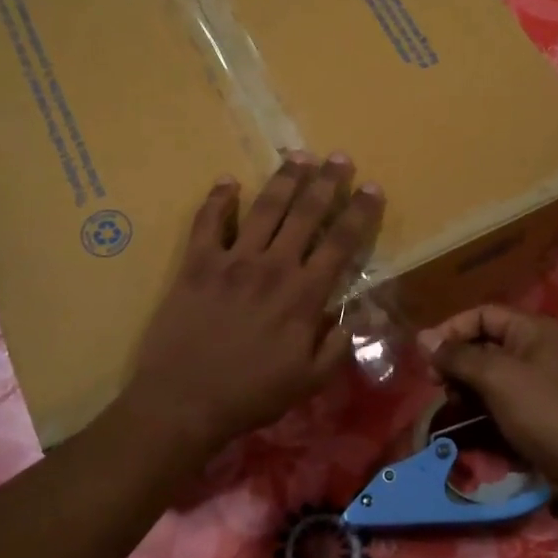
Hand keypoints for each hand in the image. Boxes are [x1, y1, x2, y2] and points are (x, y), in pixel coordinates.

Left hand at [126, 152, 384, 457]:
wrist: (184, 401)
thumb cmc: (251, 394)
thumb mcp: (309, 381)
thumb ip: (337, 347)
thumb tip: (352, 318)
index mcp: (304, 295)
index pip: (341, 243)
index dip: (359, 213)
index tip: (372, 187)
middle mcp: (273, 267)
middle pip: (306, 214)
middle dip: (326, 182)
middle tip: (339, 157)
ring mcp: (232, 260)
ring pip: (265, 208)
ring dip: (284, 179)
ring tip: (298, 156)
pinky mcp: (197, 263)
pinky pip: (208, 222)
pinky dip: (219, 198)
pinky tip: (228, 181)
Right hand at [418, 306, 557, 484]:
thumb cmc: (541, 410)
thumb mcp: (496, 377)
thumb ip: (457, 356)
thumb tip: (422, 338)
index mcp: (535, 328)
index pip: (483, 314)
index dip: (452, 329)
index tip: (427, 355)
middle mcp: (539, 346)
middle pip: (486, 341)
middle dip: (457, 359)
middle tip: (435, 382)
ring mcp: (541, 376)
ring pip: (492, 369)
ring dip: (467, 381)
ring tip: (453, 401)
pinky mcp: (540, 404)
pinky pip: (503, 391)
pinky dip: (483, 398)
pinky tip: (470, 413)